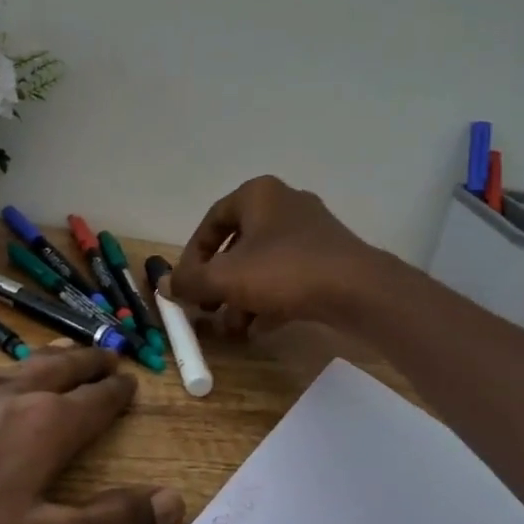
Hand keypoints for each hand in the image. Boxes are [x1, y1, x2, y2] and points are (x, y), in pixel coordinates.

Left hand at [0, 346, 182, 523]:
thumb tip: (174, 499)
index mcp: (48, 428)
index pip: (97, 402)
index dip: (118, 393)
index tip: (133, 383)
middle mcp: (11, 397)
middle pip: (62, 371)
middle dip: (89, 364)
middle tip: (109, 354)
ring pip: (16, 366)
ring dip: (44, 358)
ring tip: (60, 351)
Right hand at [170, 176, 384, 338]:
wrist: (359, 290)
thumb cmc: (285, 271)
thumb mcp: (227, 278)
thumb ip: (191, 281)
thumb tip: (164, 285)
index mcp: (258, 195)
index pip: (212, 221)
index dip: (193, 255)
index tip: (186, 285)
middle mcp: (285, 204)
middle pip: (238, 244)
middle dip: (219, 282)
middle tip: (207, 309)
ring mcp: (311, 231)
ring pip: (264, 263)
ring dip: (243, 296)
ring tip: (232, 328)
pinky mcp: (329, 258)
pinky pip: (289, 276)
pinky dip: (270, 299)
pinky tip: (260, 329)